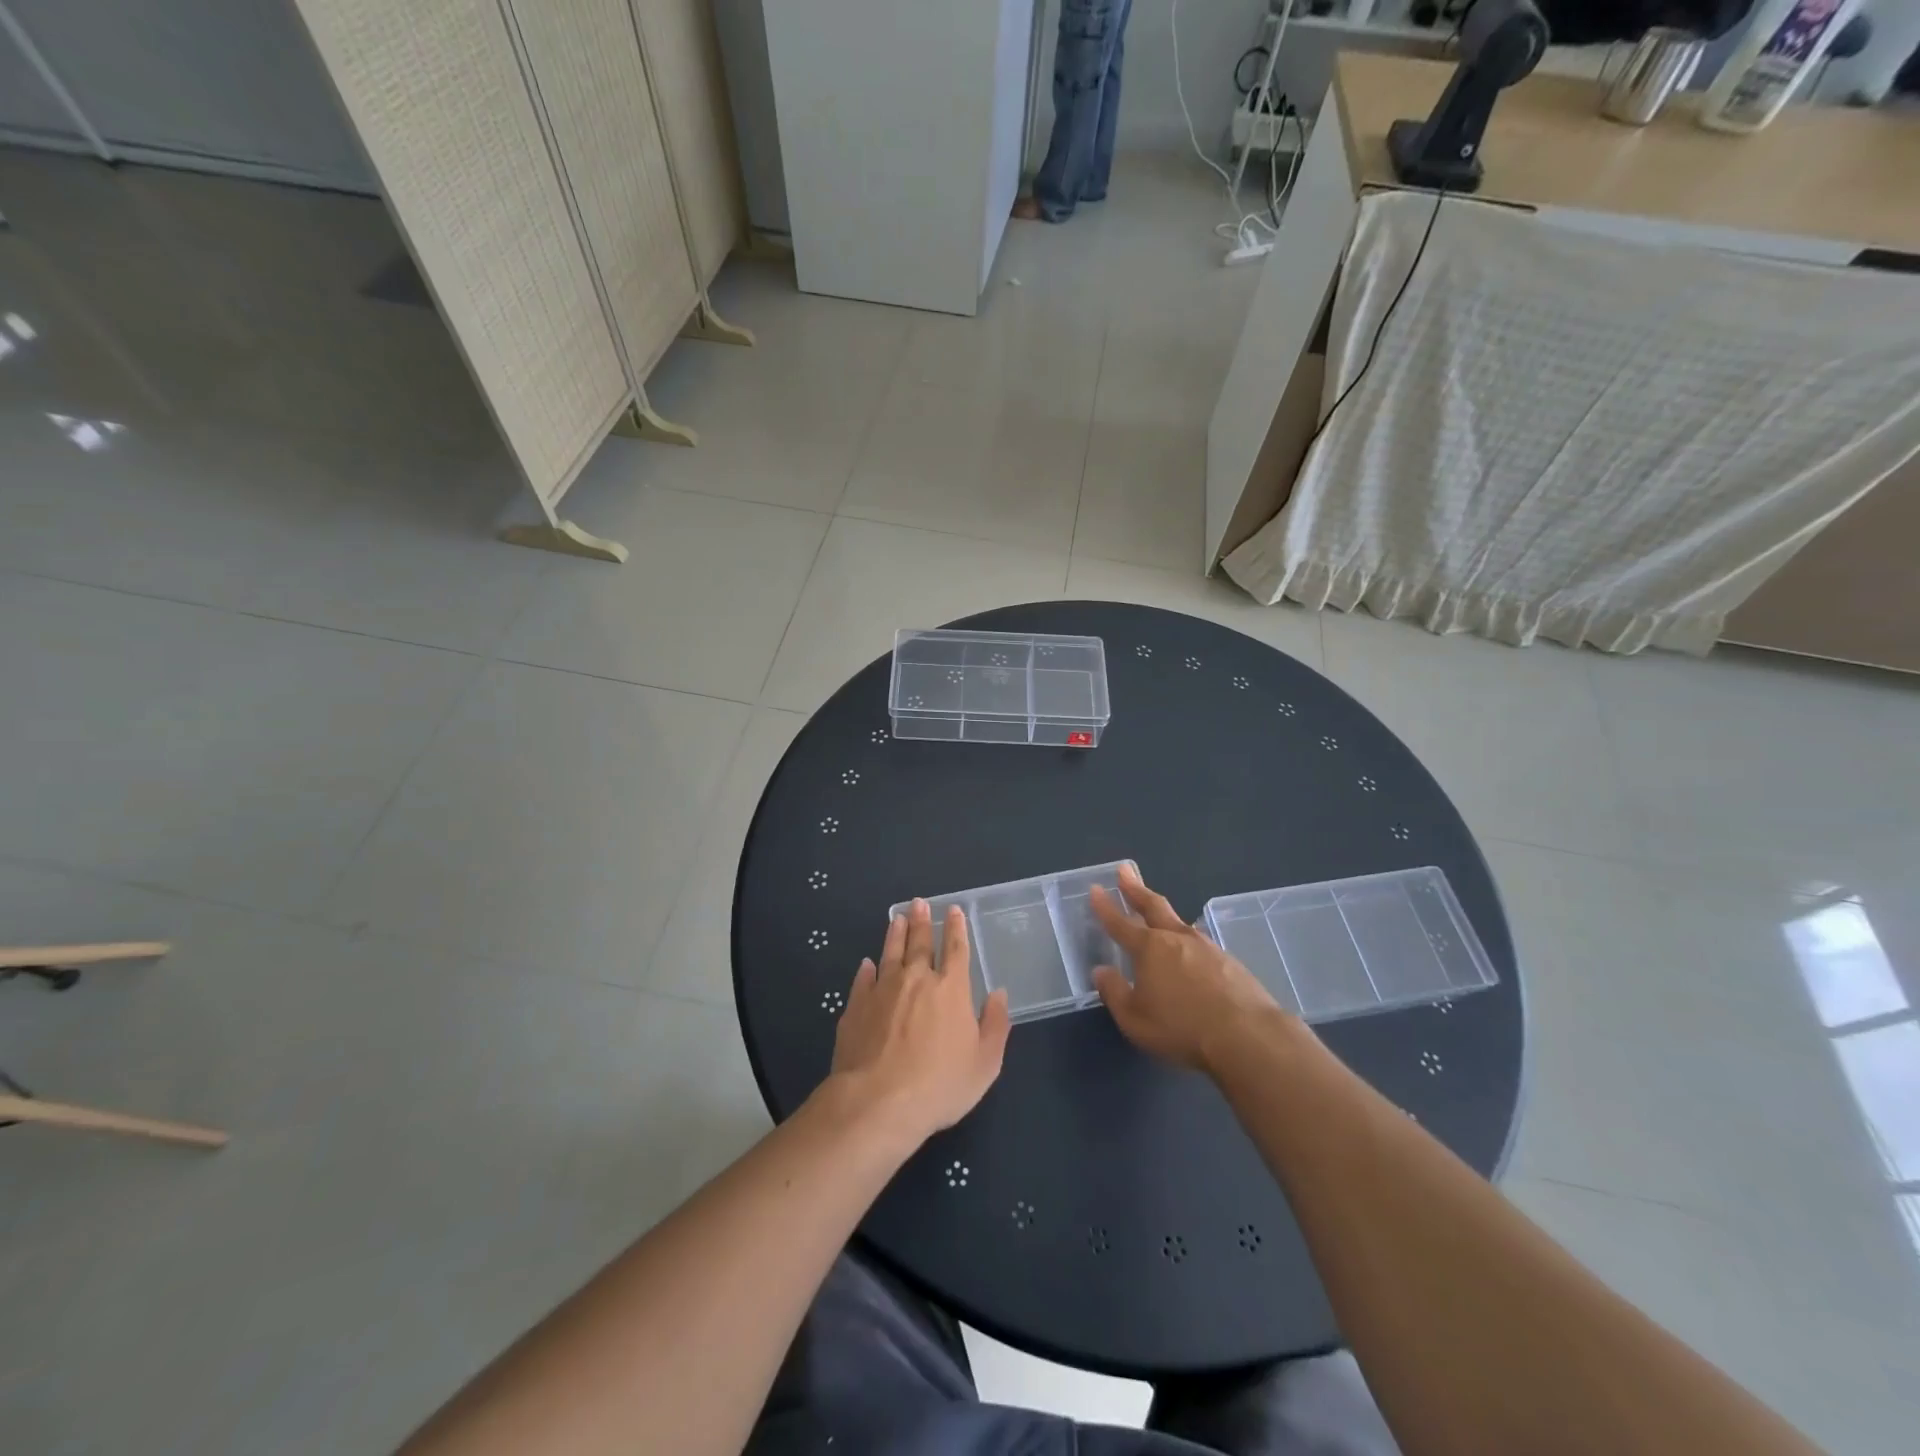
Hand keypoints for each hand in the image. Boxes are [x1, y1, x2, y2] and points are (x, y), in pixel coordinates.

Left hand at [827, 899, 1010, 1143]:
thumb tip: (999, 994)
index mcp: (951, 990)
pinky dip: (867, 969)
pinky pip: (863, 980)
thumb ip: (995, 1026)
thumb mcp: (984, 1064)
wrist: (878, 1102)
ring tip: (897, 918)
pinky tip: (867, 964)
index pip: (956, 950)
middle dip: (923, 921)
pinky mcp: (856, 1007)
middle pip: (921, 944)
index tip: (953, 910)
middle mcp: (916, 980)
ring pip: (891, 953)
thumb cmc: (939, 1085)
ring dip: (896, 934)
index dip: (956, 928)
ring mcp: (882, 990)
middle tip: (919, 903)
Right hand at [1090, 863, 1287, 1072]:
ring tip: (1158, 909)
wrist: (1247, 1036)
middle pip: (1152, 906)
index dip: (1105, 907)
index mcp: (1149, 948)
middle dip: (1135, 889)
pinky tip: (1190, 947)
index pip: (1120, 923)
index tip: (1095, 888)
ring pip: (1179, 922)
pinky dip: (1187, 938)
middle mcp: (1176, 938)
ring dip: (1164, 913)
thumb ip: (1114, 993)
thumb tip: (1101, 971)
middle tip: (1124, 871)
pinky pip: (1200, 942)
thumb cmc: (1182, 1028)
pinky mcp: (1230, 961)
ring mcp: (1206, 947)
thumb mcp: (1135, 1019)